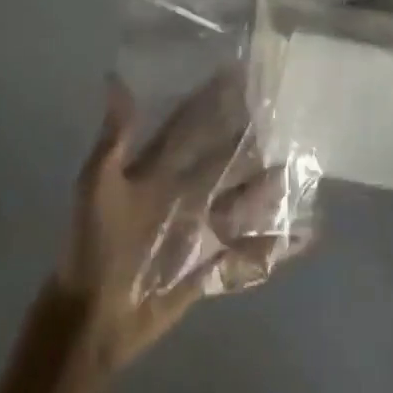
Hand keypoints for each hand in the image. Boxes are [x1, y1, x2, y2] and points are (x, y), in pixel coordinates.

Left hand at [56, 73, 298, 371]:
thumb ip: (114, 137)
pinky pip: (245, 250)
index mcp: (157, 170)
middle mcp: (181, 192)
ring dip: (265, 188)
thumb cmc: (93, 244)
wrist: (91, 319)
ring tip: (296, 171)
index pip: (188, 126)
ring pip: (239, 201)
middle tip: (280, 117)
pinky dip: (273, 244)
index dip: (209, 100)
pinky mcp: (208, 265)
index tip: (237, 74)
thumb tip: (115, 80)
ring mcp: (197, 228)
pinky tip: (301, 236)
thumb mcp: (97, 184)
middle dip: (248, 140)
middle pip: (221, 160)